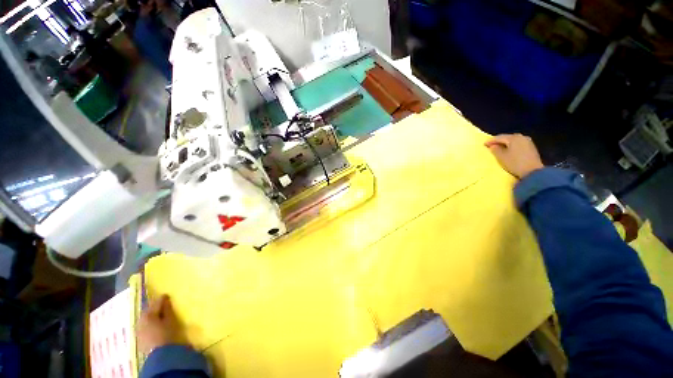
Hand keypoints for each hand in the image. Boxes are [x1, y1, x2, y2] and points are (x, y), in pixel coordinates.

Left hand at [137, 295, 178, 354]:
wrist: (160, 355)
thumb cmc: (167, 334)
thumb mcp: (170, 320)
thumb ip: (167, 309)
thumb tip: (165, 299)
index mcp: (148, 314)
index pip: (156, 303)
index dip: (163, 299)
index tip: (168, 296)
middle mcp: (140, 320)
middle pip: (148, 311)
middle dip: (155, 308)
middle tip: (163, 305)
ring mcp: (138, 330)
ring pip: (145, 319)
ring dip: (152, 316)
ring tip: (159, 316)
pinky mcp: (139, 338)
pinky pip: (144, 326)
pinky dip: (149, 323)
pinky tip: (155, 325)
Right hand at [485, 134, 543, 178]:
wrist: (533, 172)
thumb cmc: (515, 163)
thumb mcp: (501, 157)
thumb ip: (495, 150)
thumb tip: (493, 146)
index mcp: (513, 138)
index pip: (499, 137)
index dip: (490, 141)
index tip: (484, 144)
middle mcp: (521, 137)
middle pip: (507, 137)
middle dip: (499, 141)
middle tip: (491, 145)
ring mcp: (527, 142)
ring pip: (513, 141)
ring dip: (505, 144)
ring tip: (499, 148)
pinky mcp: (531, 147)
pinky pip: (518, 144)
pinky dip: (512, 146)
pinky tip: (508, 150)